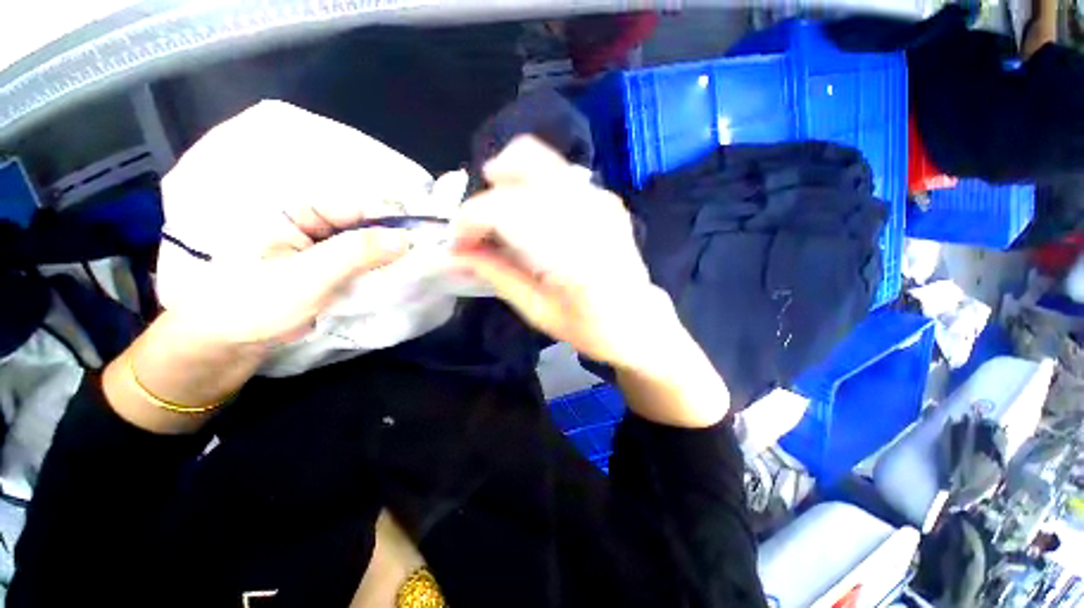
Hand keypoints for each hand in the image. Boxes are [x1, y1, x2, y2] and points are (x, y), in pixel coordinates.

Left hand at [157, 101, 417, 346]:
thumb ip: (356, 254)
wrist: (226, 344)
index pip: (356, 204)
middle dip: (395, 238)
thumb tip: (406, 239)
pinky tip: (400, 277)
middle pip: (367, 222)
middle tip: (427, 255)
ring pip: (369, 244)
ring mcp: (324, 246)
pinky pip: (364, 262)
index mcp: (297, 209)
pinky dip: (382, 270)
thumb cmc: (254, 304)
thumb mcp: (306, 277)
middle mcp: (313, 221)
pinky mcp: (331, 267)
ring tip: (419, 267)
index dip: (392, 217)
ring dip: (391, 256)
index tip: (424, 235)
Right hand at [452, 137, 681, 370]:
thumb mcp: (536, 311)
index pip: (502, 209)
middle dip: (487, 192)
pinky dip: (532, 183)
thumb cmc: (589, 327)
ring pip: (541, 160)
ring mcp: (600, 199)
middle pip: (522, 165)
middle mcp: (586, 211)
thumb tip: (457, 253)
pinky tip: (529, 212)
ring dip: (507, 179)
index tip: (458, 244)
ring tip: (498, 213)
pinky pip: (559, 174)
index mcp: (568, 250)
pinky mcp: (605, 198)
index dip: (469, 222)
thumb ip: (496, 275)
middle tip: (477, 226)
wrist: (637, 320)